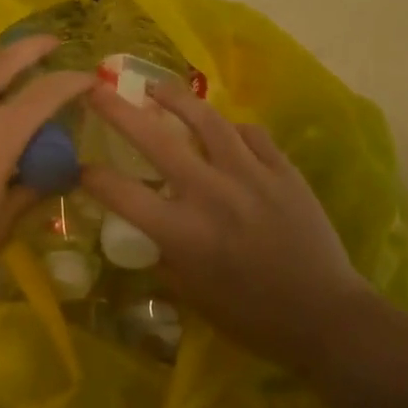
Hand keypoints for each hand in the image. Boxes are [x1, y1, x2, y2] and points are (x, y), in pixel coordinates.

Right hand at [83, 82, 378, 377]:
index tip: (79, 167)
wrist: (327, 318)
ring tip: (157, 88)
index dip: (90, 176)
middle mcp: (210, 193)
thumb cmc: (254, 318)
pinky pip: (251, 134)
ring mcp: (250, 175)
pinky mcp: (283, 170)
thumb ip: (167, 258)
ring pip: (206, 120)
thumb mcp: (194, 298)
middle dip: (118, 110)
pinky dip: (232, 129)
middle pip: (154, 139)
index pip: (120, 193)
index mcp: (182, 232)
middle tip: (97, 88)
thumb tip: (152, 233)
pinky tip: (225, 130)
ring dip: (175, 99)